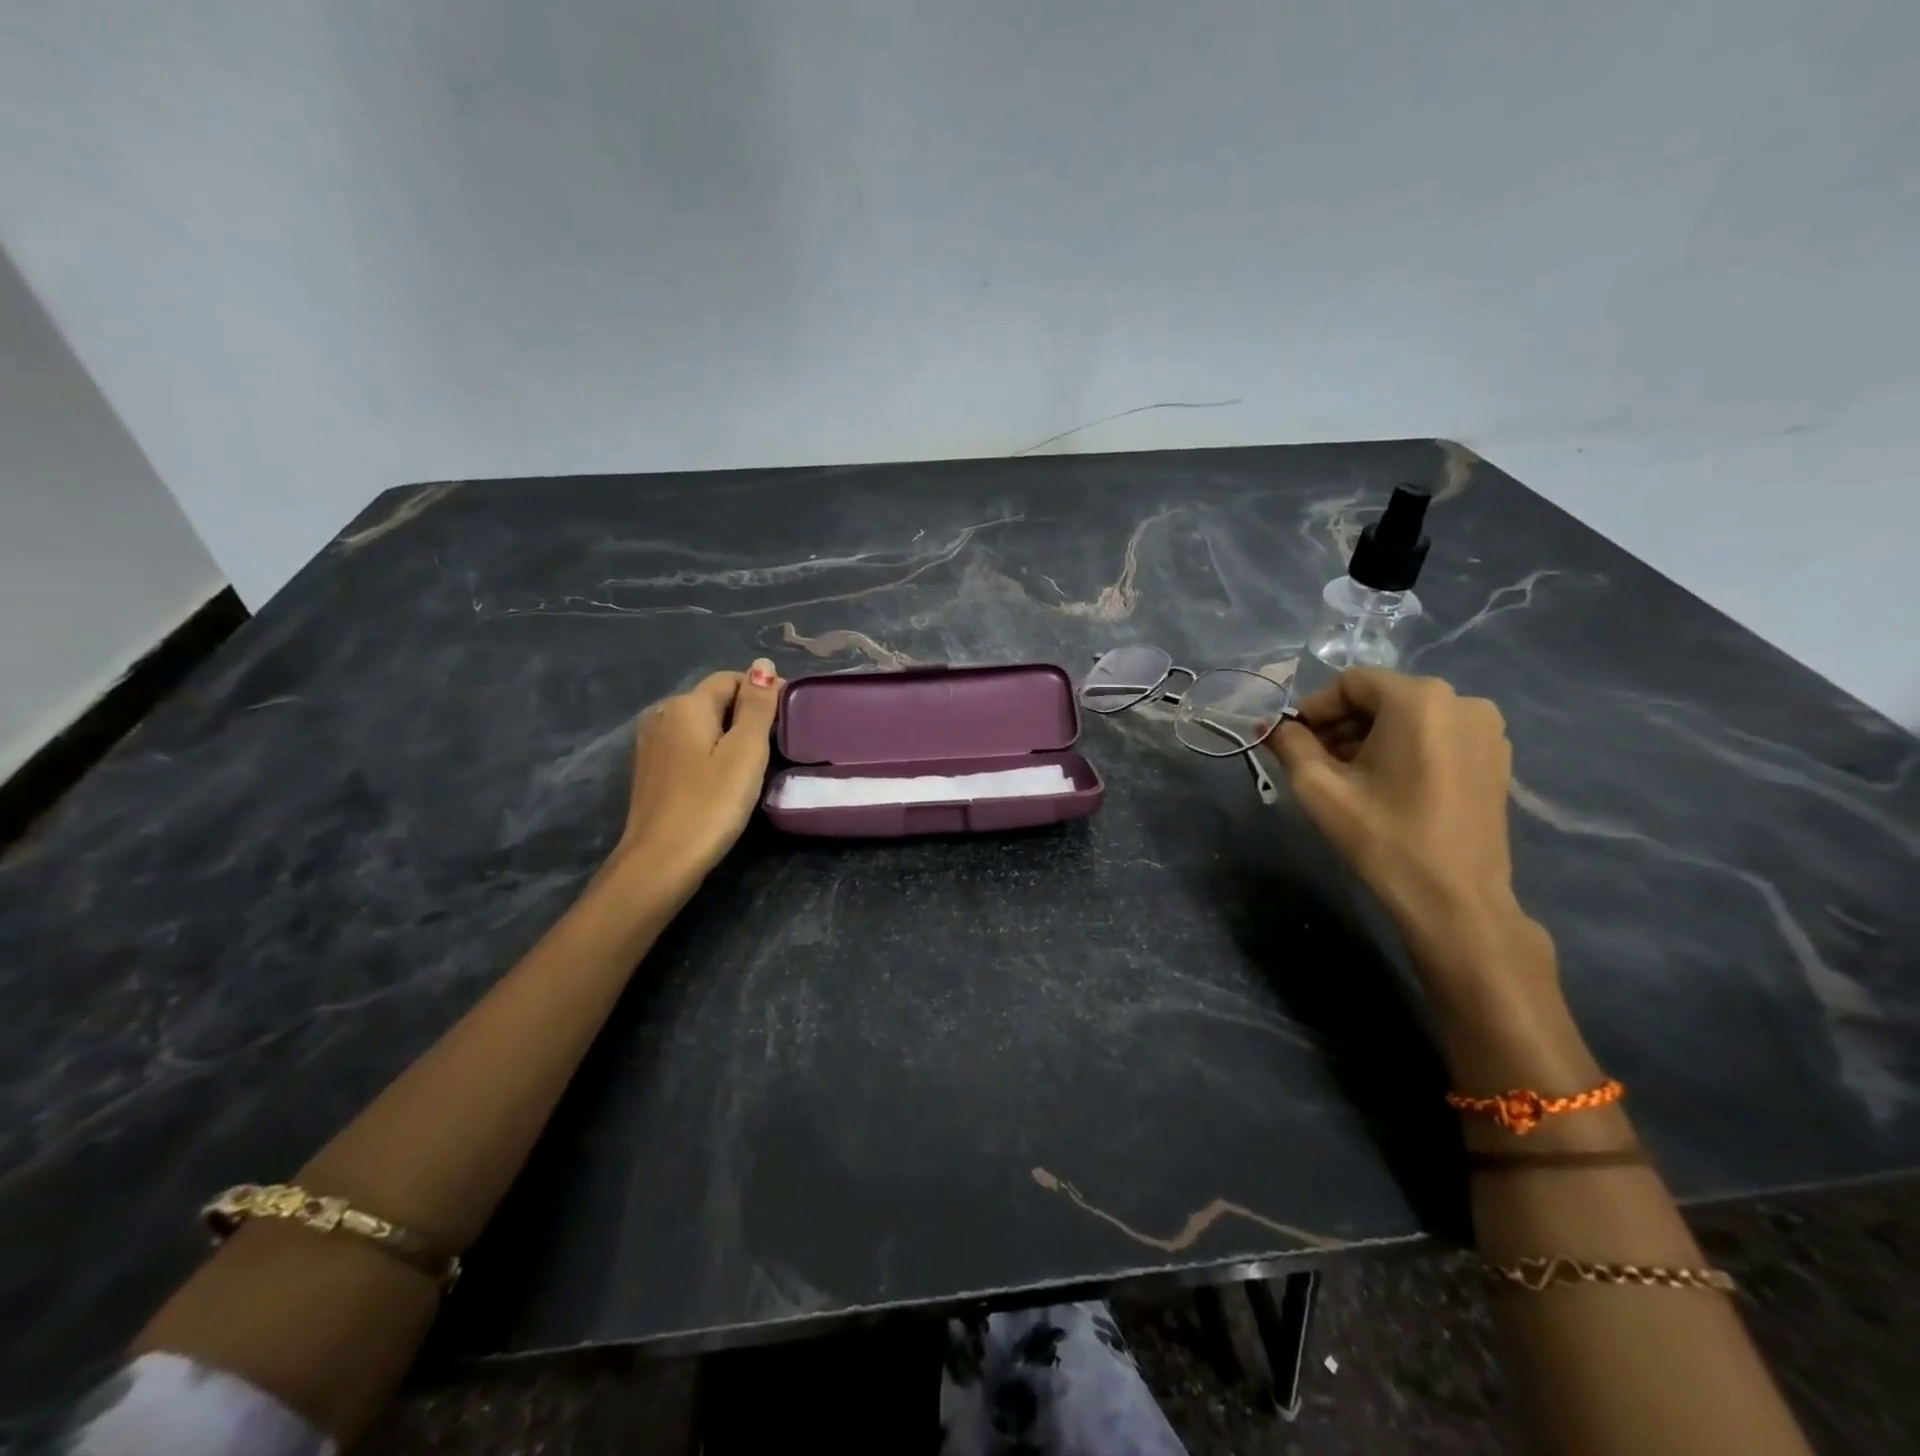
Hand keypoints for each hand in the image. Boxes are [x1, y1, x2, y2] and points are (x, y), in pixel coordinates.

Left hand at [611, 659, 783, 886]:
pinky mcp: (650, 770)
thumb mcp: (745, 752)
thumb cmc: (711, 804)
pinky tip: (723, 779)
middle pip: (714, 700)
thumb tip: (762, 664)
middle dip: (747, 714)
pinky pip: (688, 746)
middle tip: (776, 746)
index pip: (732, 679)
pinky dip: (710, 752)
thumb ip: (757, 706)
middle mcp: (663, 714)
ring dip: (729, 735)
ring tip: (754, 763)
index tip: (789, 720)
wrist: (660, 862)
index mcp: (686, 704)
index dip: (764, 692)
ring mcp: (651, 743)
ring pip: (702, 724)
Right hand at [1269, 667, 1554, 1011]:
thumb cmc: (1383, 838)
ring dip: (1371, 737)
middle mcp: (1461, 701)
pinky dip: (1404, 749)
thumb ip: (1289, 744)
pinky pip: (1437, 735)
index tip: (1295, 743)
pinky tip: (1388, 786)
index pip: (1350, 683)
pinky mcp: (1496, 758)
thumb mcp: (1319, 788)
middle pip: (1381, 697)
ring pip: (1409, 717)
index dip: (1315, 709)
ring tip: (1350, 778)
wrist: (1455, 901)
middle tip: (1316, 762)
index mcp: (1419, 699)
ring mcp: (1486, 730)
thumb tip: (1271, 725)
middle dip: (1342, 724)